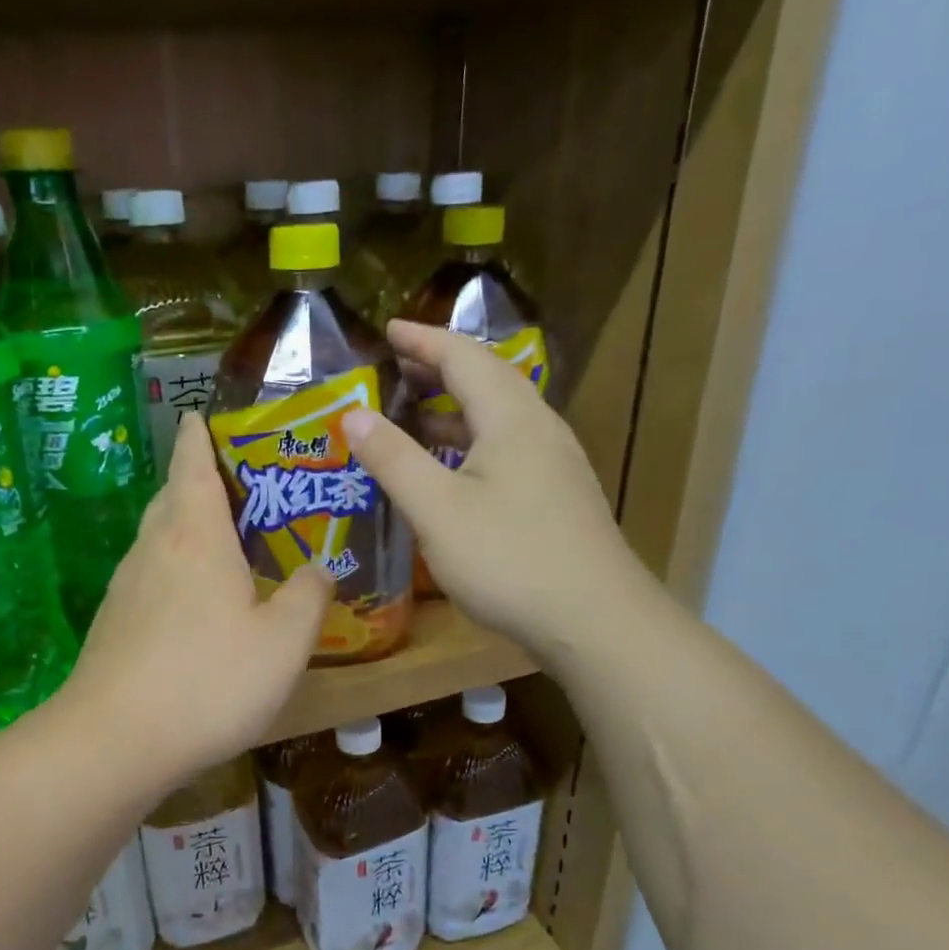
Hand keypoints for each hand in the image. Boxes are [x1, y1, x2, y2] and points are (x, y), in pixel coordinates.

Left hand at [59, 412, 332, 779]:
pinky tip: (196, 600)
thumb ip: (308, 597)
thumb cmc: (207, 680)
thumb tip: (319, 568)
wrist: (113, 742)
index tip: (204, 415)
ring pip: (158, 537)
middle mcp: (154, 548)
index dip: (200, 435)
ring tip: (224, 539)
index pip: (192, 462)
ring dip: (186, 525)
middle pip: (172, 495)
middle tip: (240, 483)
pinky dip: (174, 567)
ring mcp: (126, 586)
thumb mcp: (283, 642)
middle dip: (198, 479)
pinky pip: (150, 574)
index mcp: (195, 535)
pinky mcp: (113, 623)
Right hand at [342, 320, 642, 664]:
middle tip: (398, 366)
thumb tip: (354, 414)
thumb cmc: (509, 559)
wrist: (594, 620)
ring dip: (457, 405)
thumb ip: (394, 459)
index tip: (387, 329)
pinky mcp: (559, 494)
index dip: (423, 340)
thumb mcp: (437, 510)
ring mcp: (555, 463)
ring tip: (417, 411)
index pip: (463, 357)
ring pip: (501, 415)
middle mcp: (539, 428)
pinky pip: (510, 445)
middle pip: (488, 378)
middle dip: (440, 366)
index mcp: (511, 418)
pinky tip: (455, 467)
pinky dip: (473, 440)